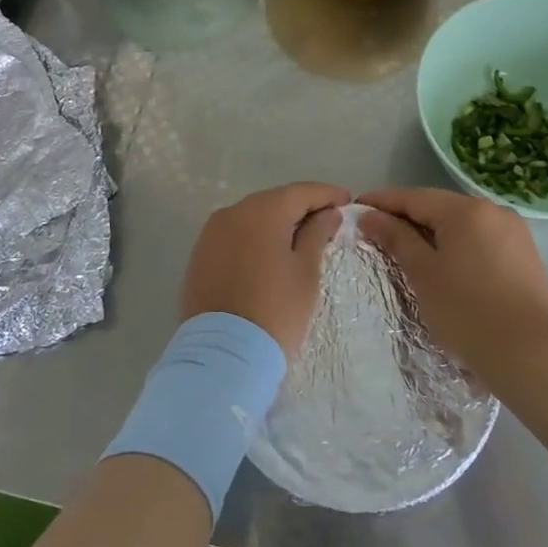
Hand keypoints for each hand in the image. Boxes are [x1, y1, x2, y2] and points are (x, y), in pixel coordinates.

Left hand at [181, 183, 349, 358]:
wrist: (223, 354)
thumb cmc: (276, 311)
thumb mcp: (306, 272)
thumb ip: (317, 235)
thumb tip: (328, 213)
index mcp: (262, 211)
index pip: (301, 192)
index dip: (327, 194)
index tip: (347, 200)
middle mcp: (233, 212)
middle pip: (275, 201)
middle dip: (301, 208)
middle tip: (328, 221)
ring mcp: (212, 233)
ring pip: (252, 217)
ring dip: (277, 223)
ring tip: (300, 239)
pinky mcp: (200, 254)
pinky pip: (234, 235)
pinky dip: (254, 238)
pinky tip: (269, 254)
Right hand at [357, 187, 547, 381]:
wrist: (530, 355)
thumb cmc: (467, 311)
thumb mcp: (423, 273)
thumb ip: (395, 238)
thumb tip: (369, 216)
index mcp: (466, 210)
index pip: (414, 197)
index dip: (382, 202)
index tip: (355, 208)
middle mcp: (493, 211)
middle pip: (439, 207)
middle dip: (406, 217)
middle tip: (374, 231)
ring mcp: (514, 233)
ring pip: (461, 225)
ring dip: (431, 233)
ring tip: (404, 249)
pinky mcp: (525, 256)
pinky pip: (480, 240)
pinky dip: (456, 246)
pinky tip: (443, 263)